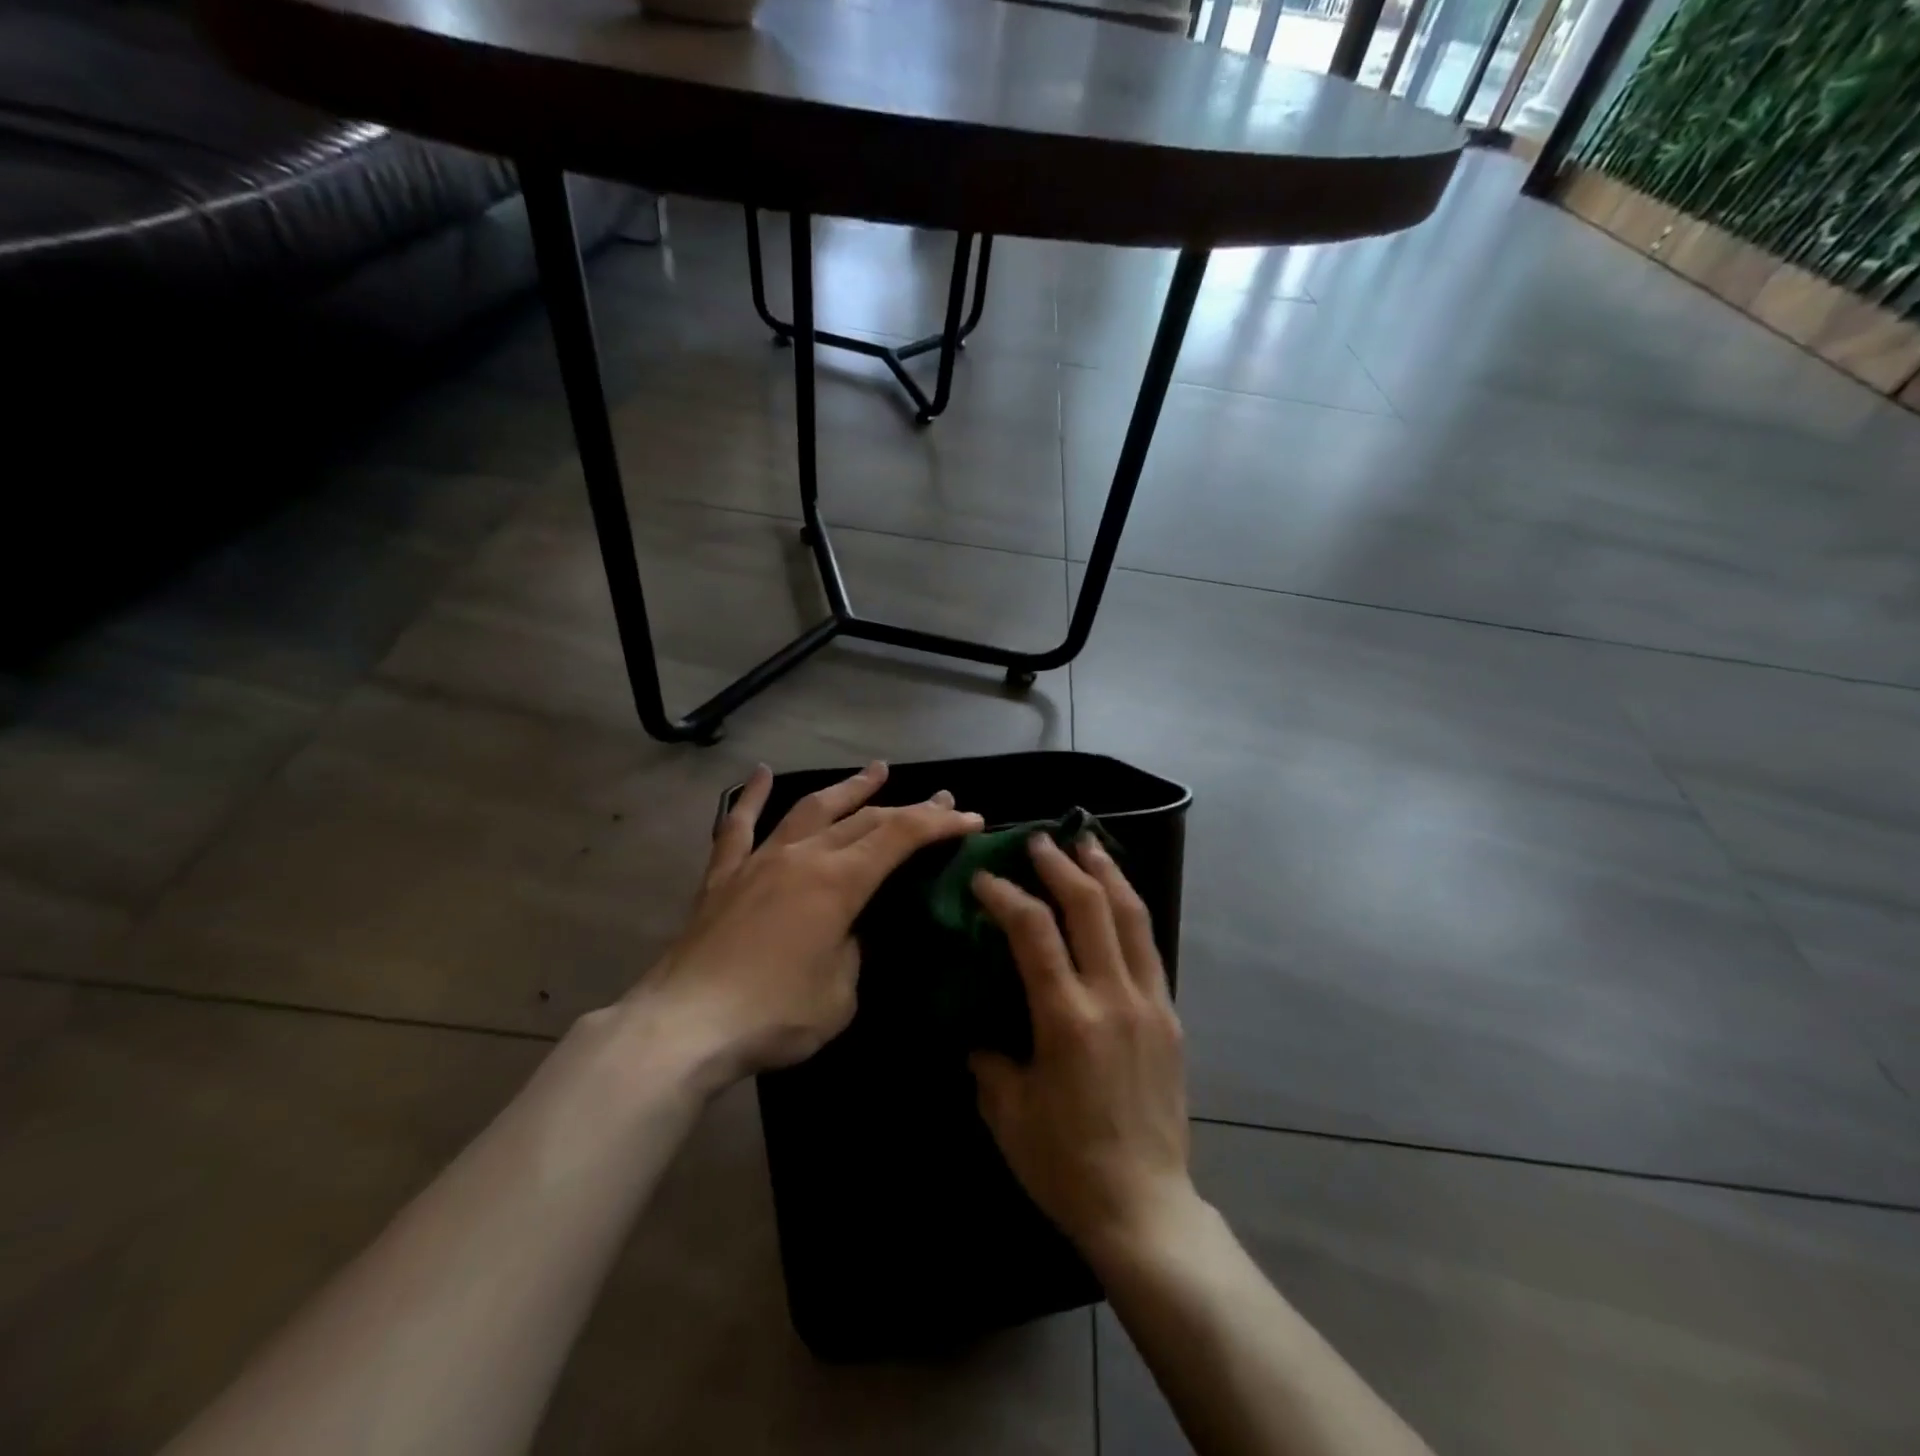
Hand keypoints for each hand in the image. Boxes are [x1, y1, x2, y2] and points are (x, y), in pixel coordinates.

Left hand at [633, 761, 981, 1091]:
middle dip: (908, 806)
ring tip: (876, 769)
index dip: (939, 823)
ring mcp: (759, 861)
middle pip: (864, 818)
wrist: (685, 1026)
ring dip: (848, 788)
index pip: (900, 837)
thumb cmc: (773, 1015)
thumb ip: (853, 952)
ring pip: (811, 809)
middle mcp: (803, 857)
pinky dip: (751, 797)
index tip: (969, 817)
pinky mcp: (723, 877)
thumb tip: (846, 933)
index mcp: (839, 882)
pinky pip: (738, 826)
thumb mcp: (840, 995)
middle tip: (940, 798)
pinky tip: (760, 773)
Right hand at [969, 835, 1199, 1264]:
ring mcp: (1149, 1003)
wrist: (1145, 1207)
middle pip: (1090, 908)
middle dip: (1061, 865)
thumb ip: (988, 1057)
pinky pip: (1149, 947)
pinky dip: (1129, 911)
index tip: (984, 878)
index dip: (1006, 896)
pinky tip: (1116, 898)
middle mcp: (1113, 998)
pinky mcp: (1169, 1017)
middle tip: (1039, 840)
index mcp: (1068, 1020)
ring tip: (1088, 843)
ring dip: (1106, 873)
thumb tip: (978, 1027)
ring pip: (1131, 917)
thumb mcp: (1007, 1112)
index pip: (1034, 933)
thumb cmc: (1065, 1164)